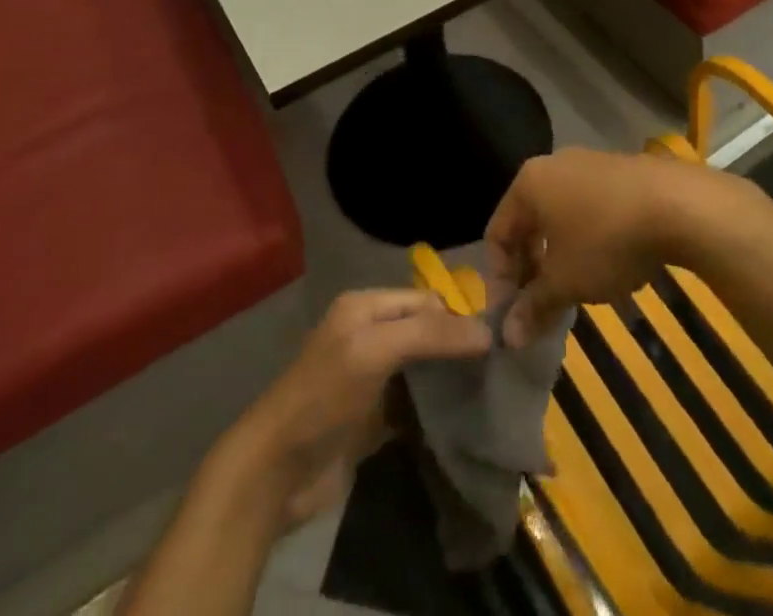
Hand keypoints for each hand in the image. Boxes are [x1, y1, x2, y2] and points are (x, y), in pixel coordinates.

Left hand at [226, 289, 491, 525]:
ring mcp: (371, 379)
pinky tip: (461, 419)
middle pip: (425, 332)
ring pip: (422, 369)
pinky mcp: (373, 420)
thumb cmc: (324, 396)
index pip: (425, 300)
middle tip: (496, 367)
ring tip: (487, 391)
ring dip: (449, 379)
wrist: (275, 473)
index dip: (456, 316)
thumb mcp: (375, 350)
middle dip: (456, 347)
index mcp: (366, 307)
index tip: (494, 342)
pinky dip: (435, 410)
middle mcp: (370, 335)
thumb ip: (429, 335)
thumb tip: (486, 332)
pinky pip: (414, 406)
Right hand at [484, 148, 754, 347]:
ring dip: (559, 257)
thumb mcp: (565, 281)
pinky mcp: (620, 171)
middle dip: (530, 270)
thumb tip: (507, 336)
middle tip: (540, 309)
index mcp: (529, 183)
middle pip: (528, 223)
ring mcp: (589, 164)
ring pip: (560, 216)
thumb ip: (533, 307)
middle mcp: (554, 165)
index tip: (512, 318)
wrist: (678, 204)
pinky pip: (589, 209)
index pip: (496, 233)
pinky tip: (608, 267)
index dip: (499, 280)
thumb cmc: (607, 240)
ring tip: (574, 292)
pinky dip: (587, 239)